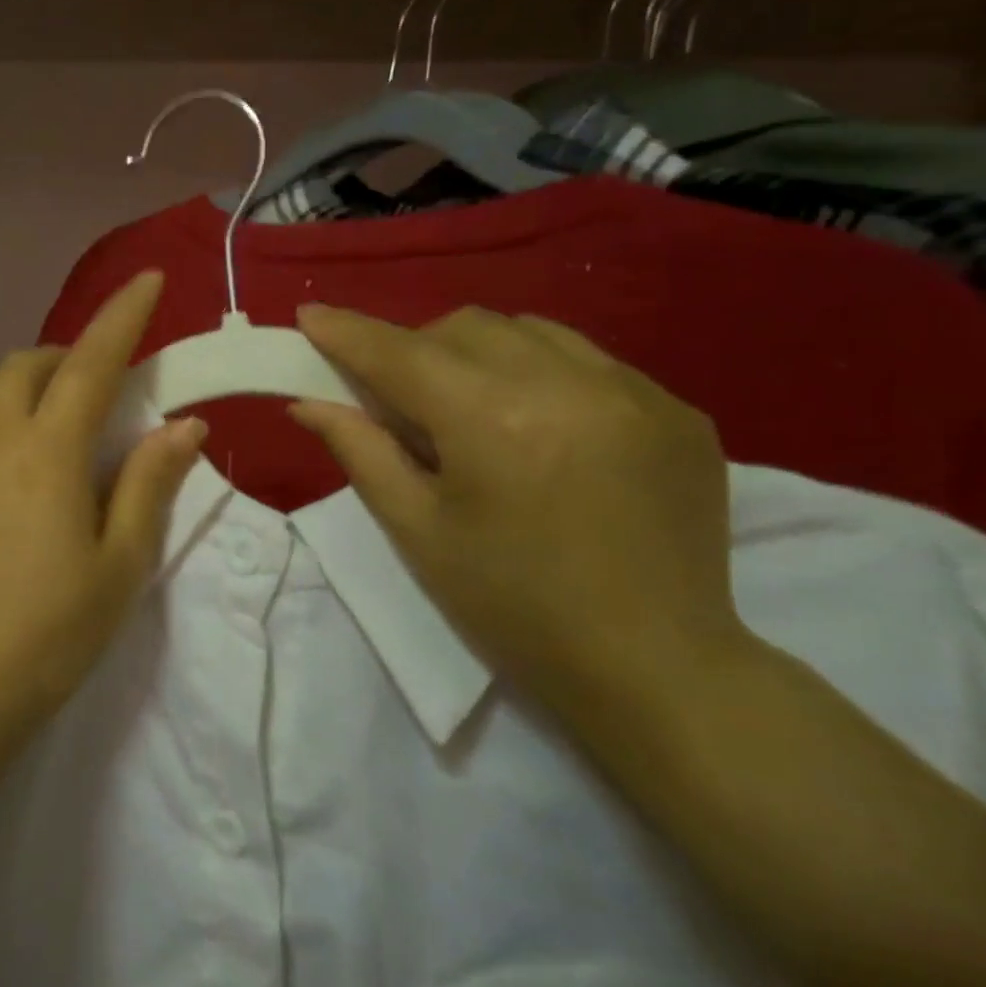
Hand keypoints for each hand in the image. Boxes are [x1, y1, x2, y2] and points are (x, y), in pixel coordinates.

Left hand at [0, 271, 205, 733]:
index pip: (91, 362)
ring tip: (64, 435)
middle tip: (104, 387)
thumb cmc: (51, 631)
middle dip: (69, 355)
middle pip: (28, 365)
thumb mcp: (121, 561)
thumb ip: (150, 481)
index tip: (148, 279)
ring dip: (34, 391)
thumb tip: (182, 424)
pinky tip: (16, 475)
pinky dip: (2, 427)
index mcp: (46, 452)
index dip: (123, 316)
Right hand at [290, 304, 742, 720]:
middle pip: (463, 327)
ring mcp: (634, 391)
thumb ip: (360, 450)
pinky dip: (543, 376)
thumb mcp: (417, 531)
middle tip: (403, 402)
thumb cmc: (512, 607)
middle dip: (417, 350)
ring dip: (480, 354)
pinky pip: (588, 361)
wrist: (656, 670)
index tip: (310, 316)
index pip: (400, 354)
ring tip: (477, 411)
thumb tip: (308, 402)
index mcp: (492, 420)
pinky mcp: (676, 410)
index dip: (349, 333)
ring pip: (527, 330)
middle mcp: (566, 384)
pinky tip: (545, 432)